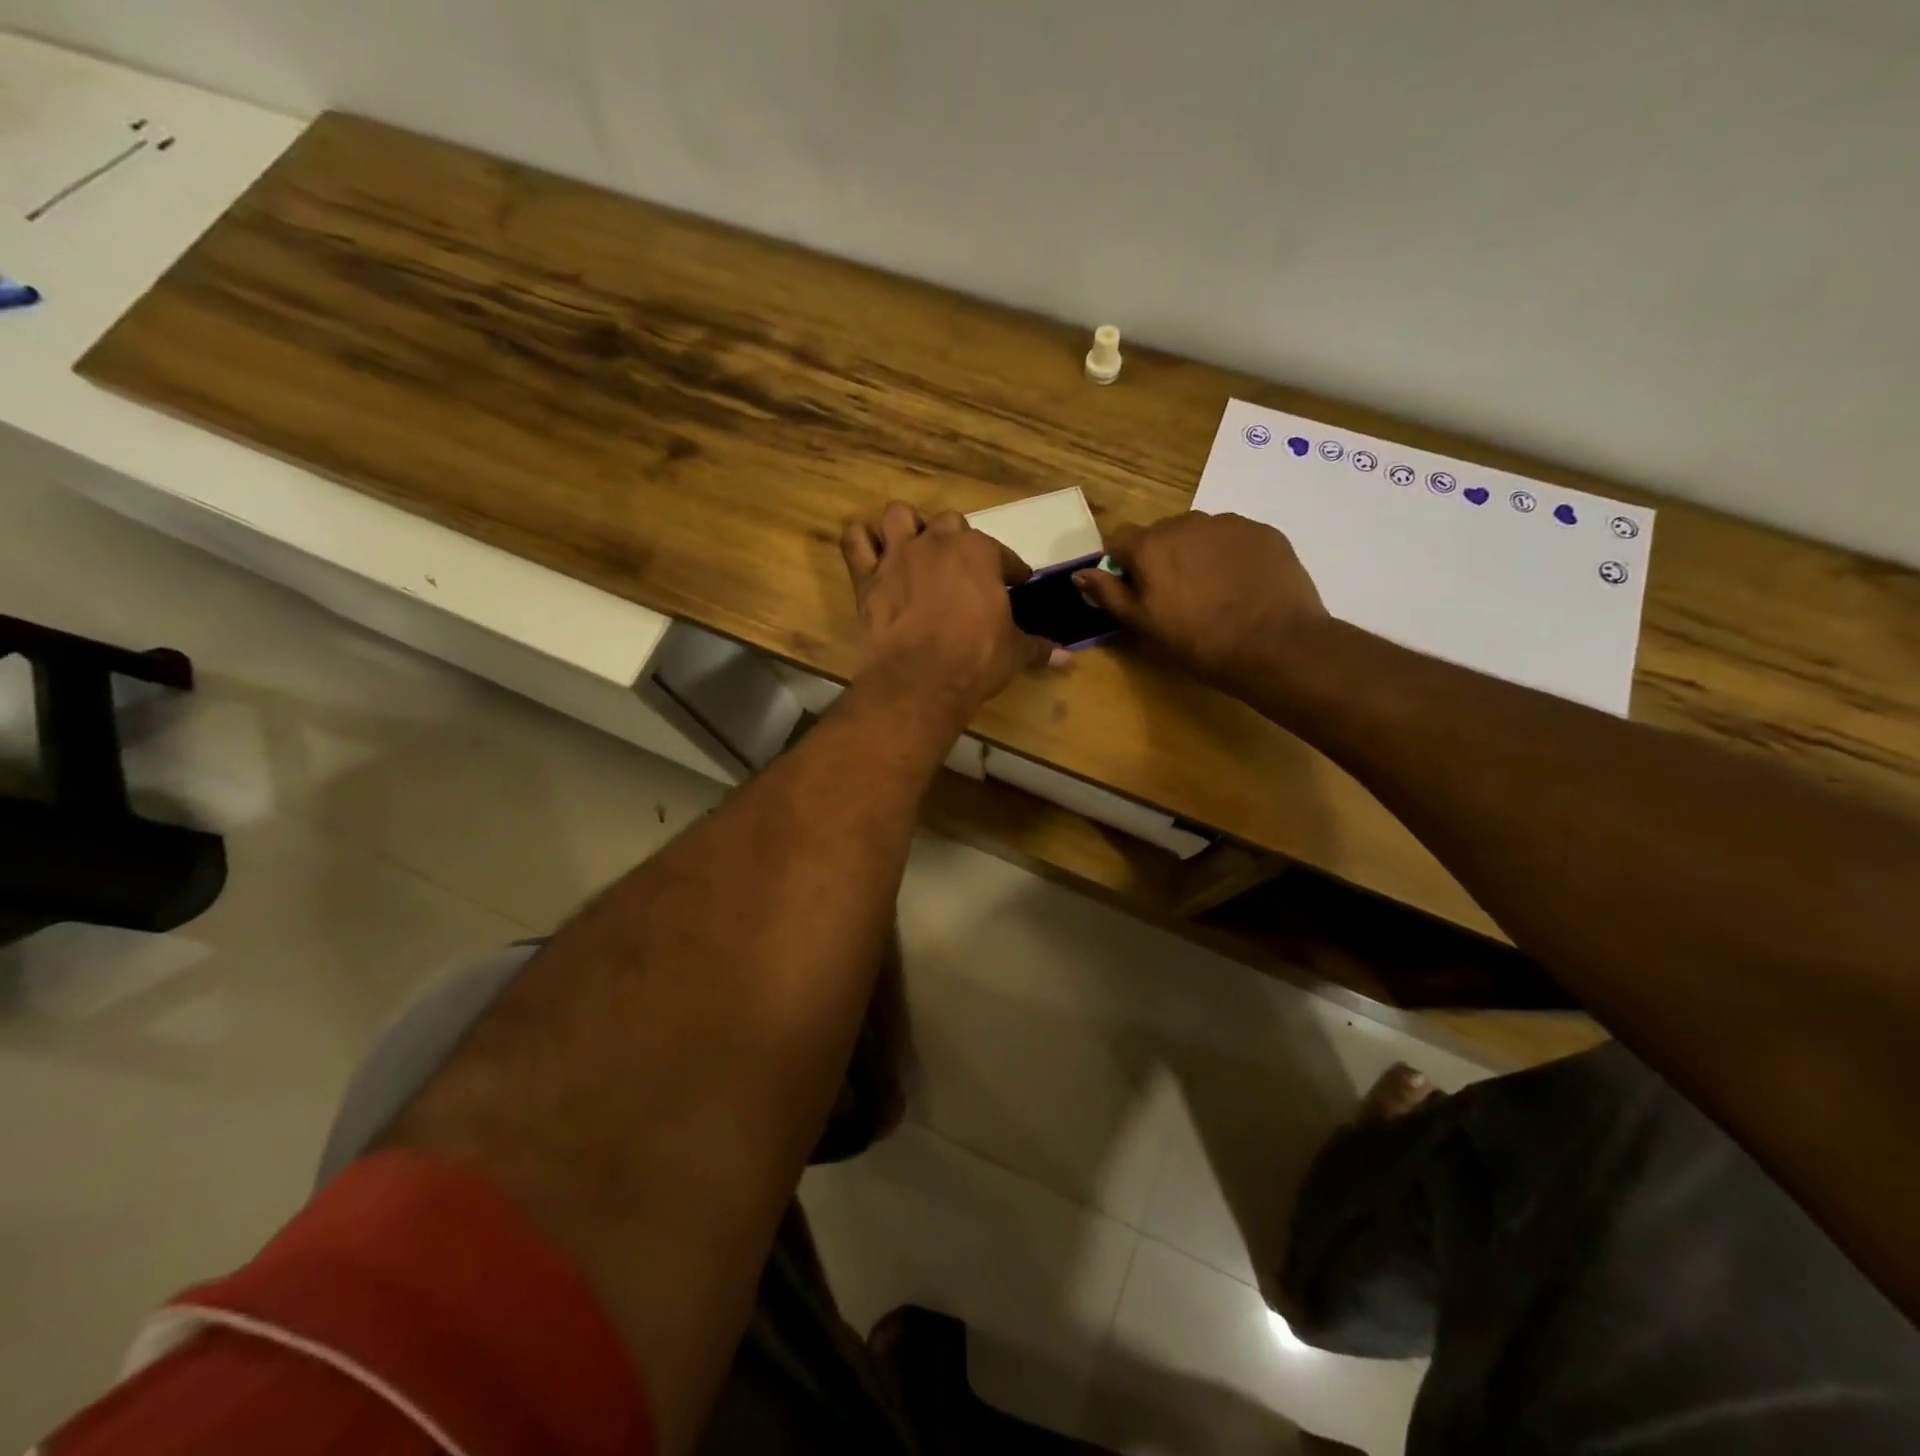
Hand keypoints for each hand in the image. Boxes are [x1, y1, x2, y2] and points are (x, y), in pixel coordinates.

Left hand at [842, 502, 1054, 716]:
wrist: (921, 678)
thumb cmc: (976, 658)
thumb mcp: (1014, 652)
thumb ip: (1039, 647)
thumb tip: (1067, 658)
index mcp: (980, 553)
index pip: (1002, 554)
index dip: (1010, 568)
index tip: (1015, 581)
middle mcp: (938, 542)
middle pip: (950, 524)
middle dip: (957, 541)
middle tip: (961, 568)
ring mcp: (899, 555)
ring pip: (899, 516)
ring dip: (907, 527)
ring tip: (913, 547)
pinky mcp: (867, 577)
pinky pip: (855, 542)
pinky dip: (861, 543)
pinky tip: (870, 553)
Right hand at [1074, 512, 1329, 686]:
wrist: (1275, 644)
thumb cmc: (1199, 640)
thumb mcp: (1144, 624)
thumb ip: (1109, 594)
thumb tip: (1079, 573)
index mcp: (1150, 545)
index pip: (1120, 541)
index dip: (1124, 566)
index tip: (1137, 592)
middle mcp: (1186, 522)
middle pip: (1162, 535)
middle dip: (1163, 558)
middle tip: (1178, 597)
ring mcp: (1229, 523)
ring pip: (1200, 534)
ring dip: (1198, 555)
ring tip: (1215, 592)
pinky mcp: (1263, 531)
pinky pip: (1234, 538)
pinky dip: (1231, 556)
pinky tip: (1243, 587)